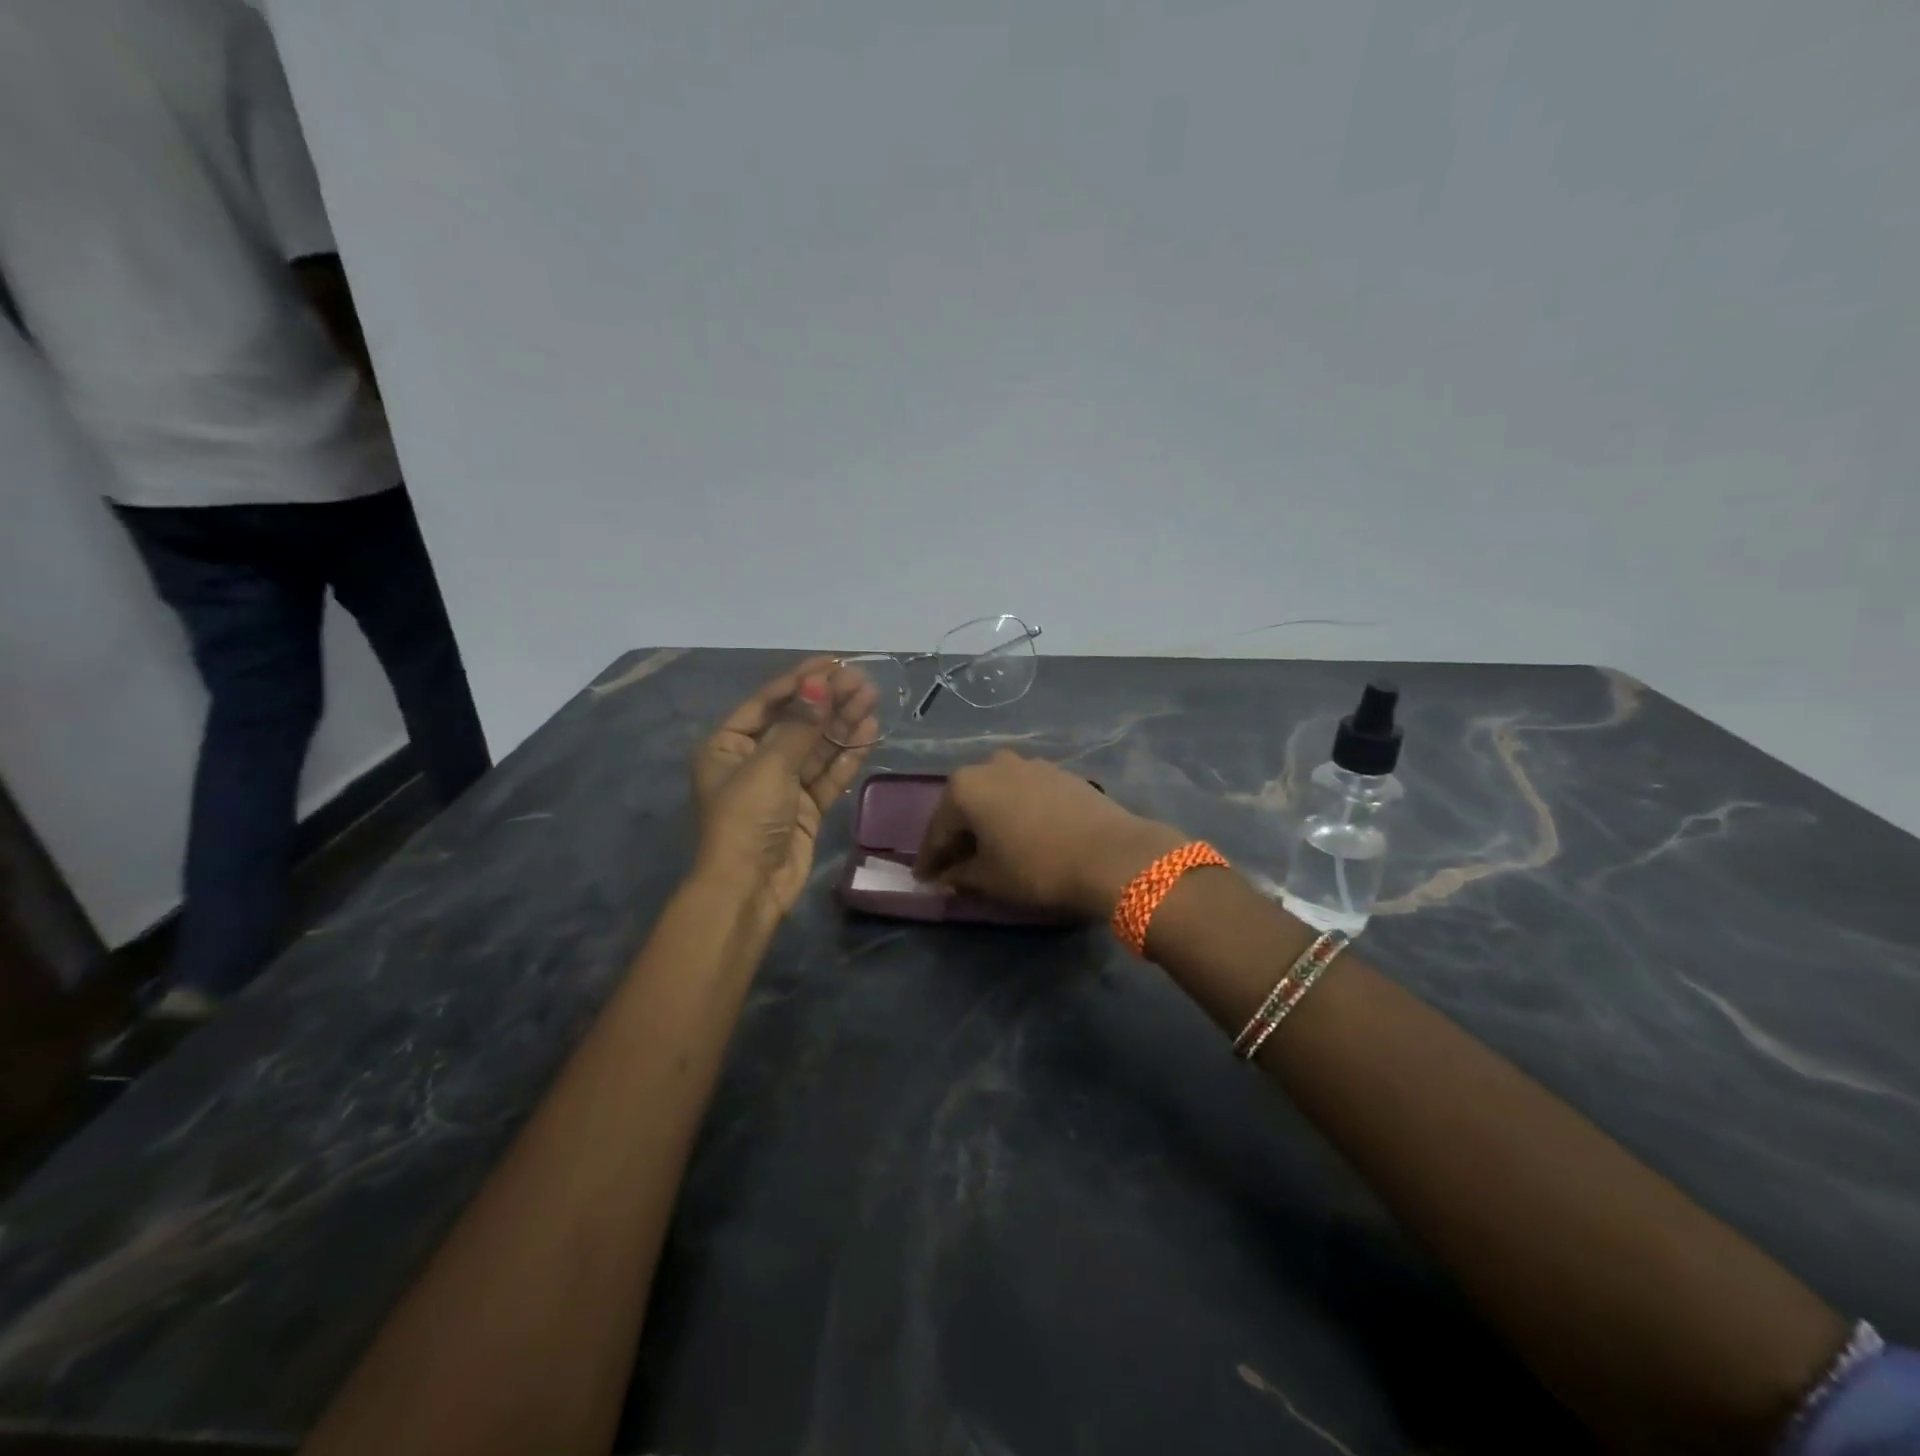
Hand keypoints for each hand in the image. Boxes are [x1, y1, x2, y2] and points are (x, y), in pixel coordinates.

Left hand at [691, 659, 878, 917]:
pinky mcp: (805, 808)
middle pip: (797, 722)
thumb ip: (799, 725)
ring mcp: (782, 785)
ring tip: (872, 697)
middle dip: (829, 700)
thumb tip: (820, 683)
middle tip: (862, 680)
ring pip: (817, 746)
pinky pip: (828, 773)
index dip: (802, 680)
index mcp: (728, 745)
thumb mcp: (768, 766)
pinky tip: (869, 730)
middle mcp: (754, 760)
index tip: (834, 661)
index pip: (768, 702)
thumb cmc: (746, 820)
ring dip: (842, 722)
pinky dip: (848, 754)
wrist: (748, 889)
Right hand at [914, 751, 1184, 916]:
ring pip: (996, 796)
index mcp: (965, 786)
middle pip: (965, 806)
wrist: (1112, 853)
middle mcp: (992, 764)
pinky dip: (1015, 814)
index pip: (937, 830)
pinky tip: (1022, 836)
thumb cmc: (1038, 867)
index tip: (924, 879)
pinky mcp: (1059, 772)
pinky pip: (1024, 795)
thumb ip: (959, 876)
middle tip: (954, 866)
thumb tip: (945, 878)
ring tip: (991, 851)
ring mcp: (1029, 764)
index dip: (930, 859)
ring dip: (989, 822)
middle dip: (958, 836)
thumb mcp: (990, 879)